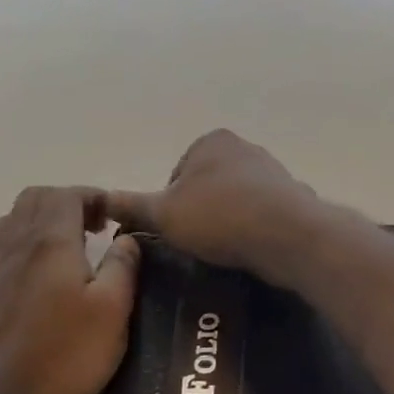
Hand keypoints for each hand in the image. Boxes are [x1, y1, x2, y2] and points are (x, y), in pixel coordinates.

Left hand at [0, 186, 139, 393]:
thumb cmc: (63, 354)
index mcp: (50, 241)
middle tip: (95, 228)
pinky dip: (26, 245)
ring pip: (13, 221)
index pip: (67, 194)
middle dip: (67, 202)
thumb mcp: (112, 311)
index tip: (115, 217)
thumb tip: (128, 238)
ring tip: (70, 248)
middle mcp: (16, 245)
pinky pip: (3, 249)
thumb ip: (123, 267)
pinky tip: (44, 278)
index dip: (93, 196)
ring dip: (43, 221)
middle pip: (34, 199)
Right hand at [106, 130, 322, 282]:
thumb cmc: (218, 216)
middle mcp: (244, 148)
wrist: (287, 234)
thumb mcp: (163, 213)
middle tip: (197, 245)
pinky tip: (250, 251)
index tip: (176, 233)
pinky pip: (262, 217)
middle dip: (201, 214)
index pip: (176, 176)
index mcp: (211, 141)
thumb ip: (131, 205)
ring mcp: (272, 172)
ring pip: (236, 202)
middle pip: (207, 188)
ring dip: (228, 224)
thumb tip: (101, 199)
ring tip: (223, 252)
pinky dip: (253, 232)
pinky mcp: (292, 198)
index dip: (169, 208)